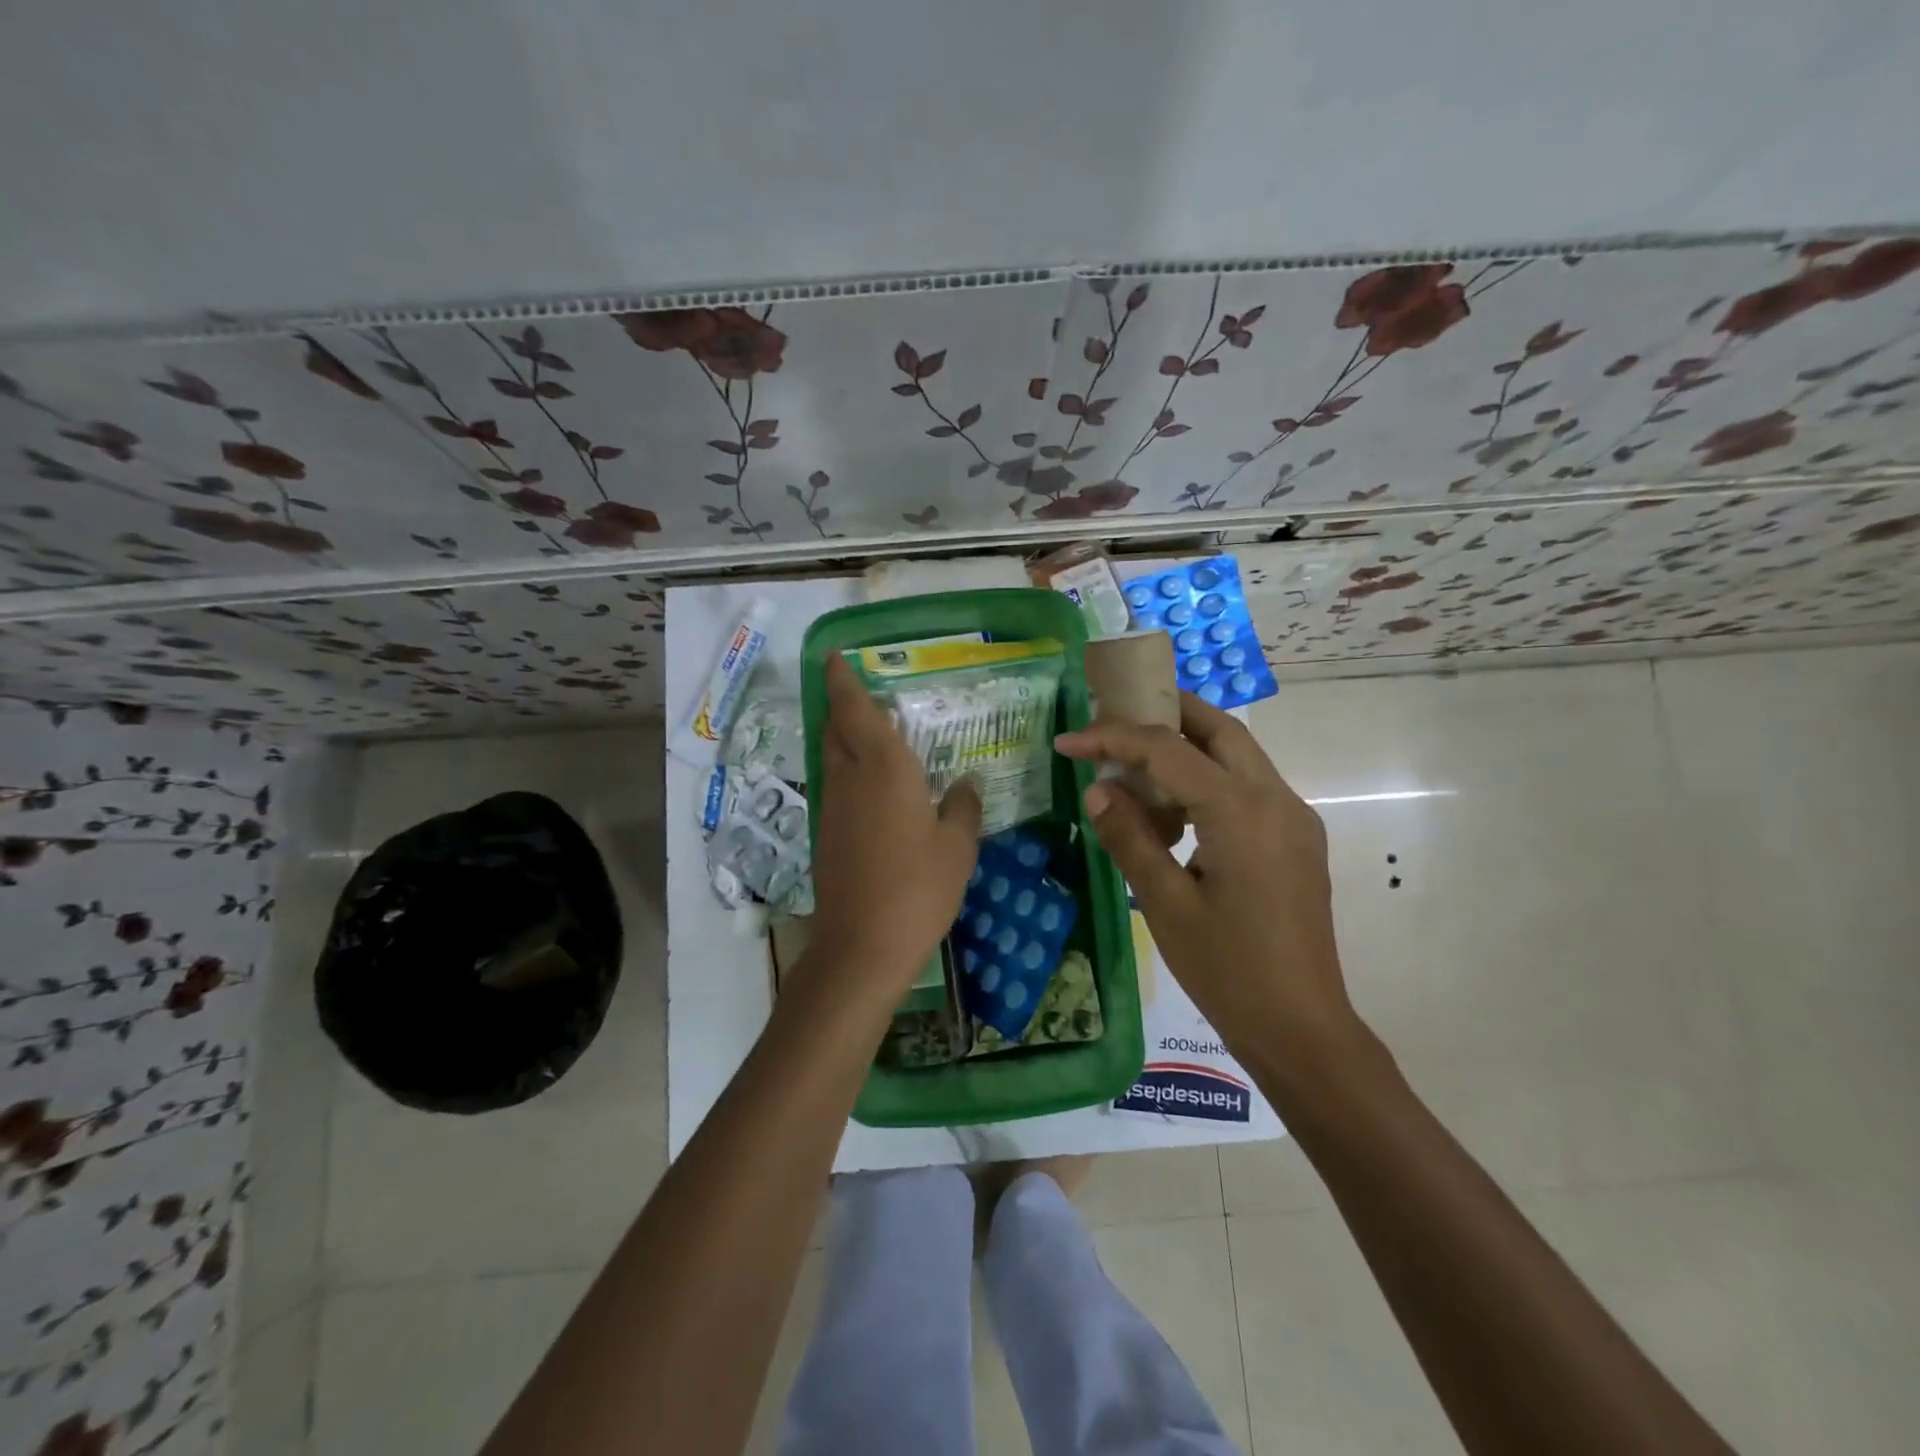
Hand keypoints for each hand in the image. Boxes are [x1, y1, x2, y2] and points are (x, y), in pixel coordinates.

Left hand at [805, 654, 981, 1002]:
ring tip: (874, 736)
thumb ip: (963, 808)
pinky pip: (837, 786)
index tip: (835, 656)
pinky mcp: (826, 835)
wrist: (861, 946)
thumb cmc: (917, 889)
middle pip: (837, 729)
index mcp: (884, 769)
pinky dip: (850, 772)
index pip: (855, 710)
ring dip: (846, 739)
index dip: (842, 680)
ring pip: (834, 757)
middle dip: (843, 705)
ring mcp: (833, 808)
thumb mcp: (958, 848)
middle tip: (864, 694)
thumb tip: (965, 785)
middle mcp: (850, 779)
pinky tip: (874, 789)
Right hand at [1054, 694, 1357, 1054]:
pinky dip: (1209, 777)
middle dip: (1166, 711)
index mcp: (1241, 812)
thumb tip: (1098, 790)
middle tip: (1115, 716)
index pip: (1167, 749)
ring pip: (1239, 754)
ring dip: (1189, 744)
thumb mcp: (1166, 904)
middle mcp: (1277, 799)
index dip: (1112, 738)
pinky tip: (1175, 808)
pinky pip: (1249, 786)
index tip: (1068, 740)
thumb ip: (1130, 837)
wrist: (1301, 1029)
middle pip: (1220, 728)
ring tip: (1137, 760)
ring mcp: (1294, 818)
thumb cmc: (1228, 971)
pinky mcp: (1296, 839)